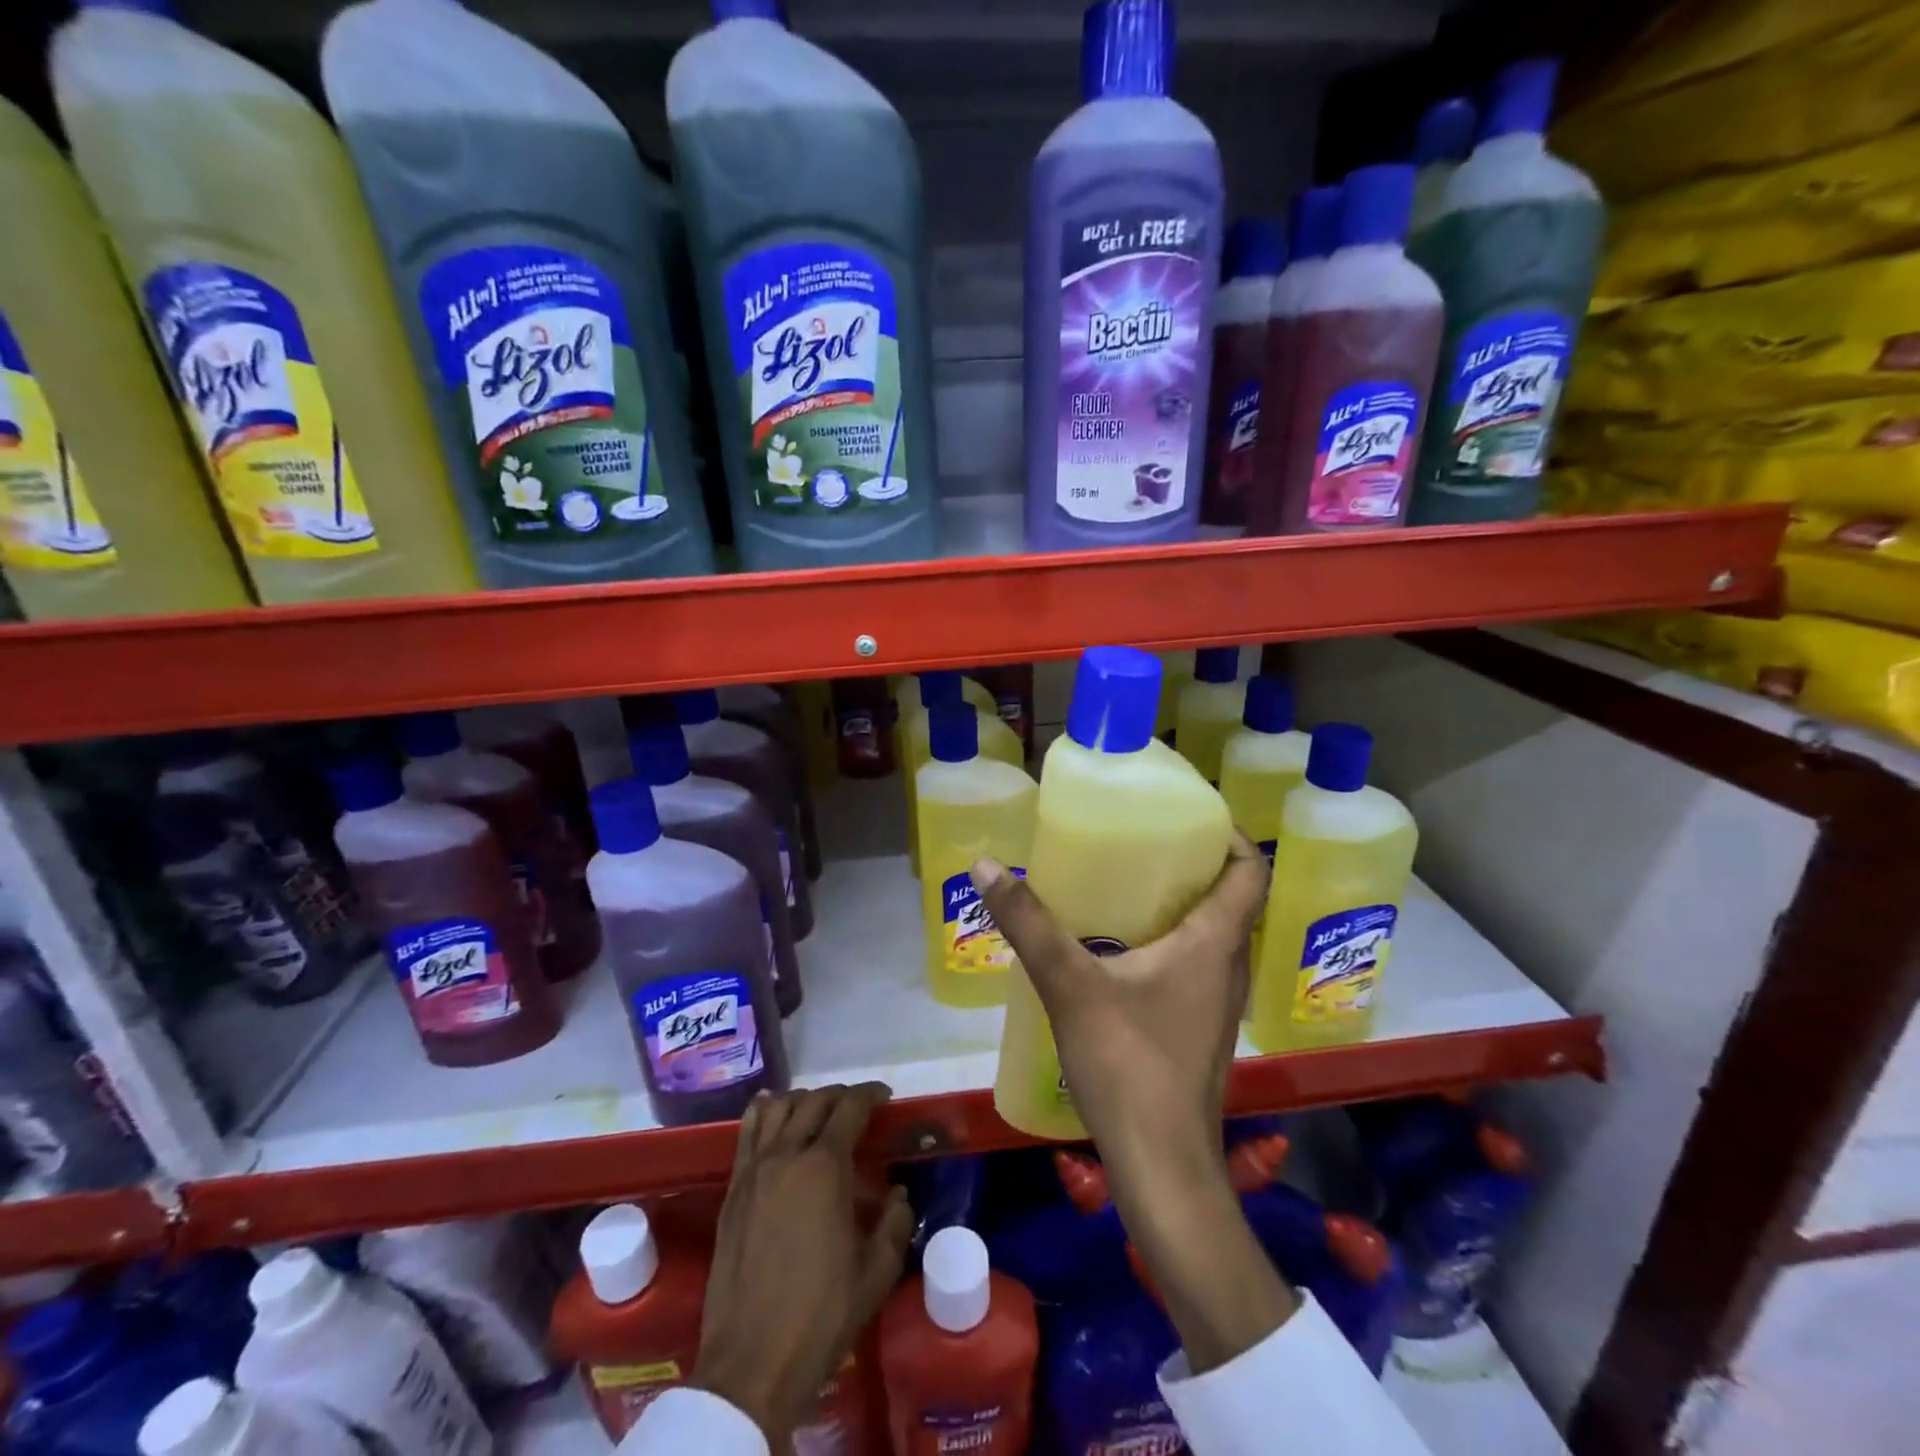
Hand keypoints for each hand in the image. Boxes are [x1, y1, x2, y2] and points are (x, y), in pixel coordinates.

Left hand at [693, 1085, 914, 1440]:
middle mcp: (787, 1154)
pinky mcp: (733, 1190)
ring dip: (803, 1100)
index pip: (850, 1107)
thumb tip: (897, 1194)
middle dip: (841, 1096)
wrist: (751, 1363)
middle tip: (859, 1108)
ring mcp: (754, 1170)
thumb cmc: (821, 1316)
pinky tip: (772, 1113)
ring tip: (818, 1112)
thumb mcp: (876, 1273)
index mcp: (825, 1166)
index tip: (885, 1098)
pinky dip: (764, 1112)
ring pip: (778, 1108)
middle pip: (815, 1101)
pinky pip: (747, 1132)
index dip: (871, 1095)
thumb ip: (895, 1224)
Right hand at [971, 832, 1268, 1173]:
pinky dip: (1173, 945)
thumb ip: (1028, 924)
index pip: (1249, 872)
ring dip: (1183, 907)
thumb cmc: (1128, 1063)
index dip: (1228, 837)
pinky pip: (1197, 967)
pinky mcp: (1200, 1031)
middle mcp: (1228, 968)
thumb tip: (986, 865)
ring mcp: (1219, 1005)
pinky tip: (1123, 953)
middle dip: (1194, 866)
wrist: (1161, 1166)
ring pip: (1214, 937)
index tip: (1188, 816)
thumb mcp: (1069, 984)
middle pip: (1231, 900)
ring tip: (1129, 888)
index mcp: (1214, 944)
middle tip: (1143, 843)